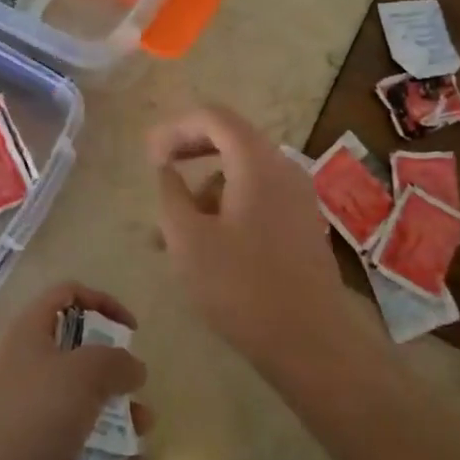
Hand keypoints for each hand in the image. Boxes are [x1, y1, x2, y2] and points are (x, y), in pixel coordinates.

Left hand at [0, 283, 148, 459]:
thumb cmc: (35, 412)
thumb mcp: (85, 373)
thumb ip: (116, 362)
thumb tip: (134, 368)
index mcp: (31, 330)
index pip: (66, 294)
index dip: (102, 302)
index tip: (130, 330)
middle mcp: (27, 362)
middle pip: (76, 349)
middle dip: (113, 367)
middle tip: (135, 385)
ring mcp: (26, 406)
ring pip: (79, 397)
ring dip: (114, 410)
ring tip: (144, 430)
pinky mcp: (30, 447)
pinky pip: (73, 438)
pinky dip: (101, 447)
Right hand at [148, 105, 383, 380]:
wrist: (310, 341)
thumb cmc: (241, 286)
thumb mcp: (188, 240)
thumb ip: (171, 195)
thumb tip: (166, 170)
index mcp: (257, 163)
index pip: (214, 117)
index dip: (177, 128)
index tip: (150, 155)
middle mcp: (283, 169)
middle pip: (231, 140)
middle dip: (189, 153)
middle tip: (159, 172)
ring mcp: (297, 197)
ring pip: (242, 174)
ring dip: (204, 189)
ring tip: (171, 232)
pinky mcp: (300, 224)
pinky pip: (257, 198)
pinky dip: (226, 207)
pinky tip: (204, 245)